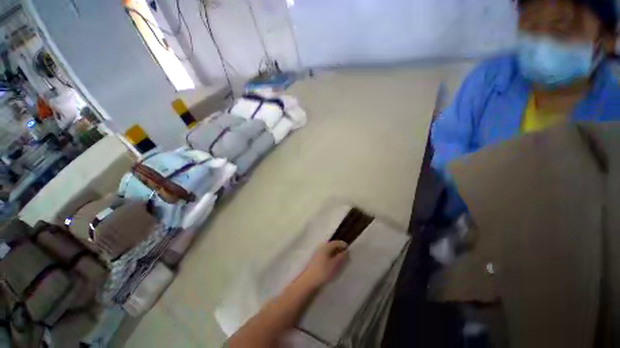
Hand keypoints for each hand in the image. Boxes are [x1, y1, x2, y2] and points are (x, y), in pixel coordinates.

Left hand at [300, 241, 348, 288]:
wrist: (309, 281)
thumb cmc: (323, 271)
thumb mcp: (335, 264)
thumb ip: (341, 257)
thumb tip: (346, 251)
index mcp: (326, 247)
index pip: (336, 242)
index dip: (342, 244)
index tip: (349, 249)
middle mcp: (321, 247)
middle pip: (332, 245)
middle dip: (339, 249)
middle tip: (346, 255)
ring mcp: (318, 253)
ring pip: (329, 250)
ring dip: (335, 253)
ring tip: (341, 260)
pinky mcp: (316, 259)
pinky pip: (326, 254)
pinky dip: (331, 256)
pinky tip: (333, 263)